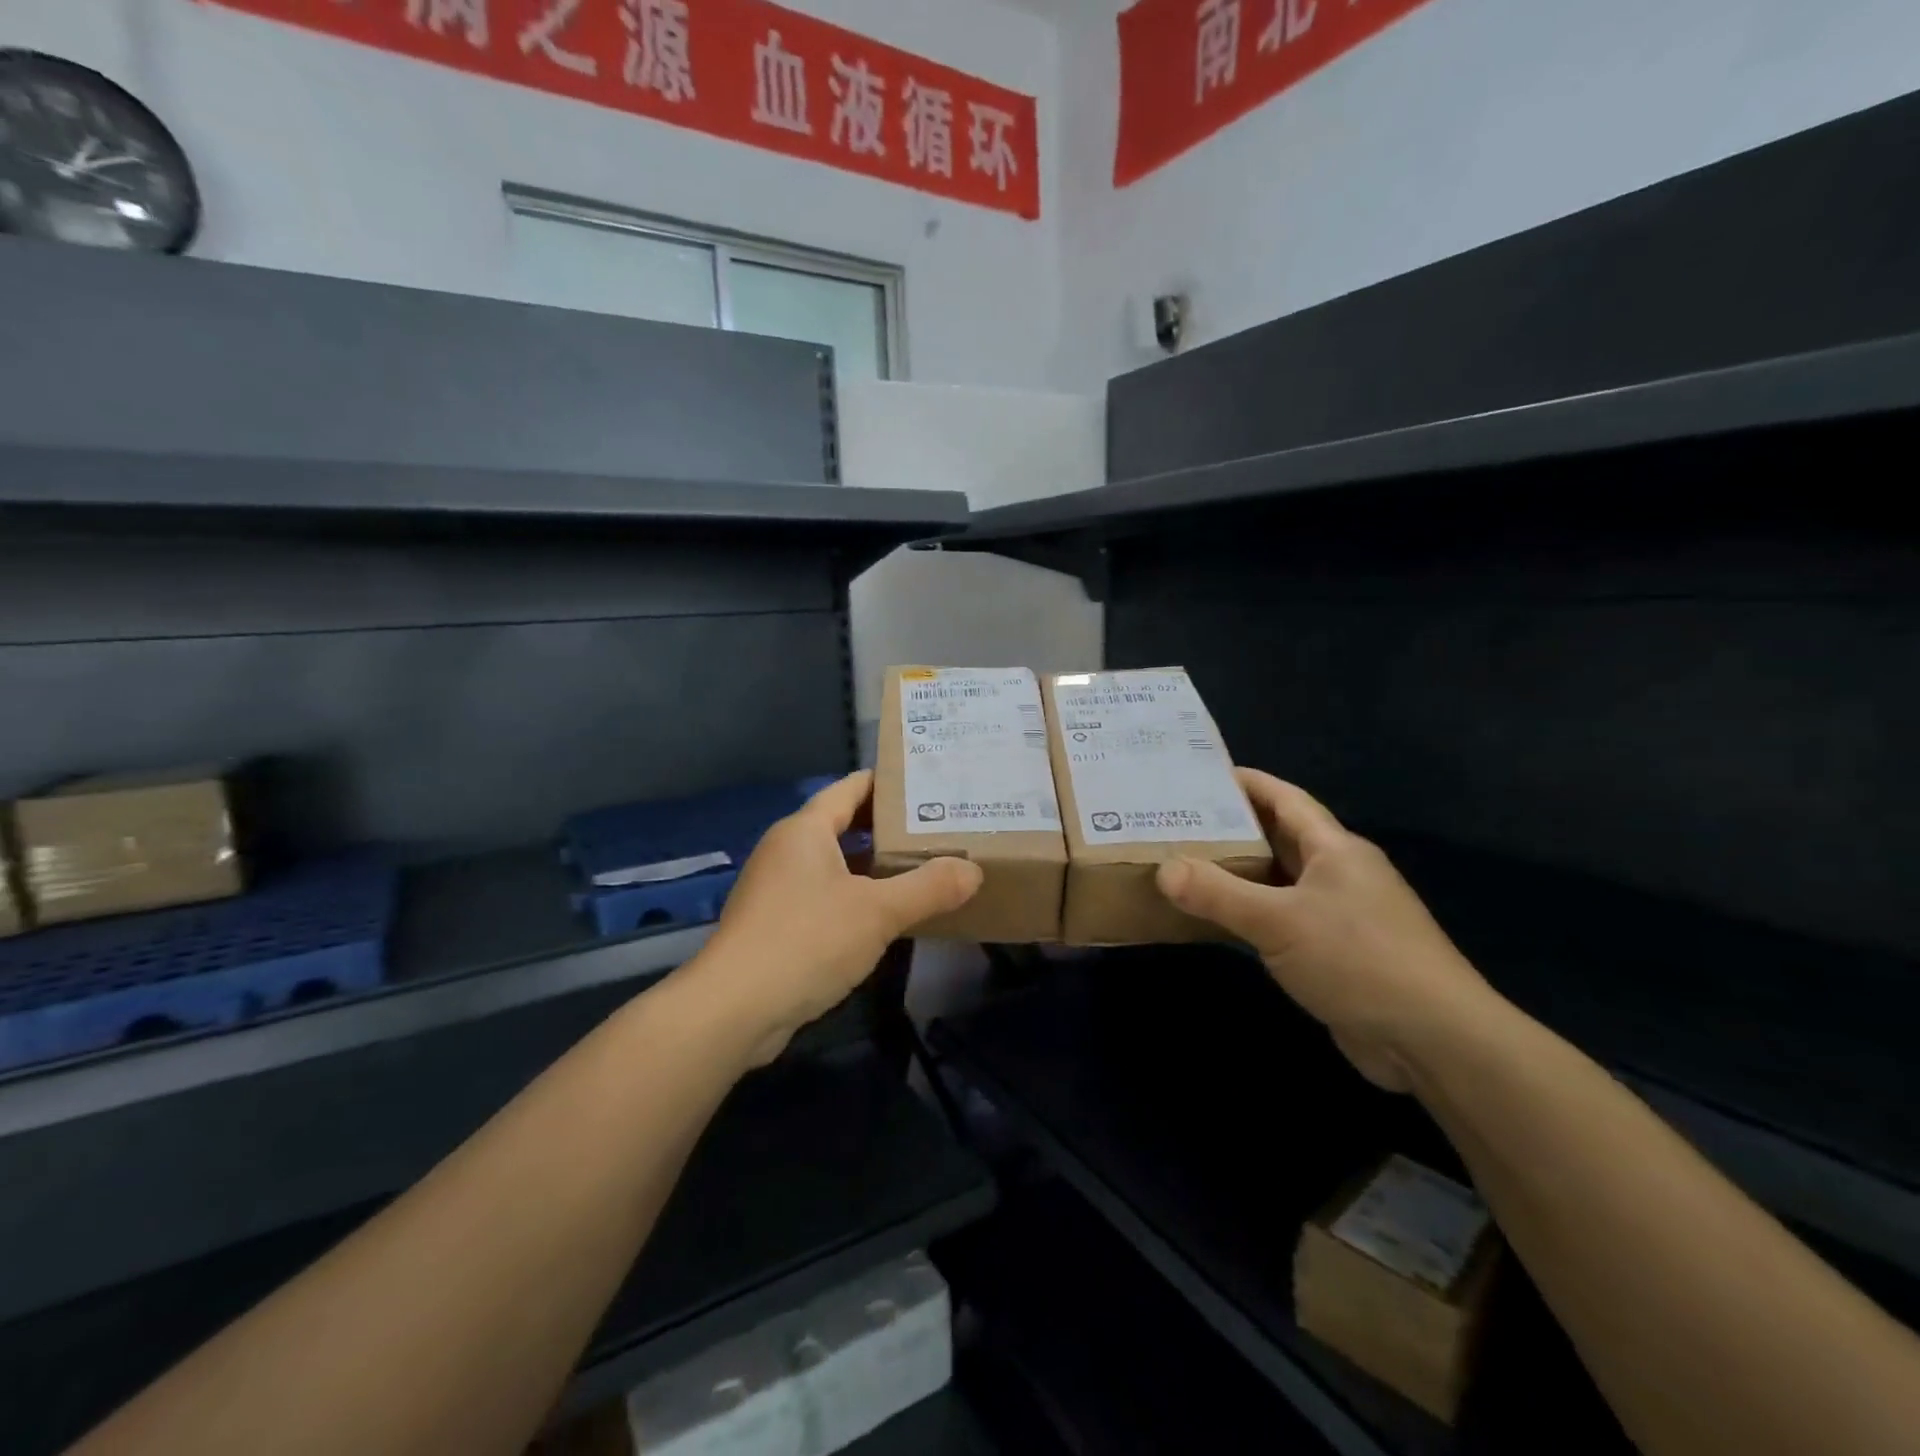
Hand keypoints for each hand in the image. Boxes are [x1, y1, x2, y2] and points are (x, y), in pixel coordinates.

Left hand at [695, 771, 981, 1064]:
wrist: (733, 1010)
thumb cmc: (806, 941)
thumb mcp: (878, 912)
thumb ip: (928, 888)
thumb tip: (972, 870)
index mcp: (805, 830)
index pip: (851, 787)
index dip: (889, 783)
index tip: (930, 785)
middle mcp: (787, 850)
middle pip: (844, 824)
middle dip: (889, 827)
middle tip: (939, 828)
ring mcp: (777, 888)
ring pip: (835, 864)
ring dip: (873, 866)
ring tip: (923, 868)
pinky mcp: (775, 924)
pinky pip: (824, 896)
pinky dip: (856, 897)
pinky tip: (887, 915)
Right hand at [1155, 770, 1497, 1091]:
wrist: (1434, 1040)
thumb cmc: (1359, 961)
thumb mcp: (1279, 922)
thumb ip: (1218, 893)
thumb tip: (1164, 869)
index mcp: (1336, 849)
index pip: (1286, 799)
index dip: (1246, 783)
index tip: (1200, 775)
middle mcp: (1340, 873)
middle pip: (1280, 836)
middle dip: (1232, 827)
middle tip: (1178, 821)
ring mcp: (1341, 914)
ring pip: (1280, 880)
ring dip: (1239, 872)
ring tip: (1185, 864)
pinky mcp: (1336, 952)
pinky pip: (1283, 918)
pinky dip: (1250, 913)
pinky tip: (1217, 919)